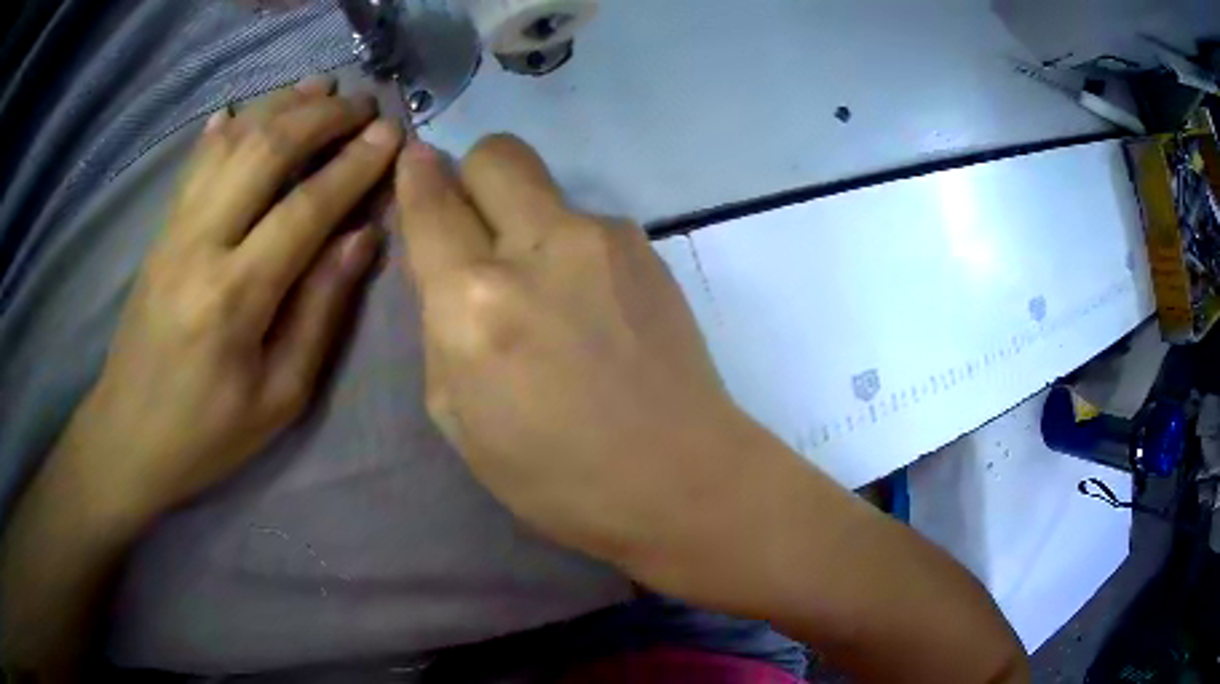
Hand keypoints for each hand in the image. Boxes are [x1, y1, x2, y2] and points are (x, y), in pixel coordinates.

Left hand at [74, 77, 401, 520]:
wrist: (127, 437)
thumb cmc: (208, 433)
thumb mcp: (279, 397)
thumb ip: (320, 312)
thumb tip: (362, 237)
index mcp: (235, 297)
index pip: (306, 208)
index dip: (354, 165)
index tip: (392, 133)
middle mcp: (200, 245)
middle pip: (265, 152)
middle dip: (321, 117)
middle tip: (363, 103)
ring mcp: (173, 231)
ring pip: (230, 144)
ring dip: (279, 106)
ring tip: (320, 88)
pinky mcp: (159, 233)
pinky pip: (193, 164)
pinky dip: (223, 128)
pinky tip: (242, 109)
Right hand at [395, 135, 768, 564]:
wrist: (681, 477)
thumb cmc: (557, 477)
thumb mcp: (459, 417)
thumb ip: (439, 327)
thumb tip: (443, 267)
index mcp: (475, 303)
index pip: (431, 205)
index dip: (414, 177)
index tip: (412, 162)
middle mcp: (539, 248)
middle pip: (496, 154)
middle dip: (471, 174)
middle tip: (473, 224)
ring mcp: (604, 239)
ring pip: (544, 185)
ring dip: (523, 218)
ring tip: (543, 288)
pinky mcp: (647, 249)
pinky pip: (585, 222)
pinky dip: (567, 246)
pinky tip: (587, 303)